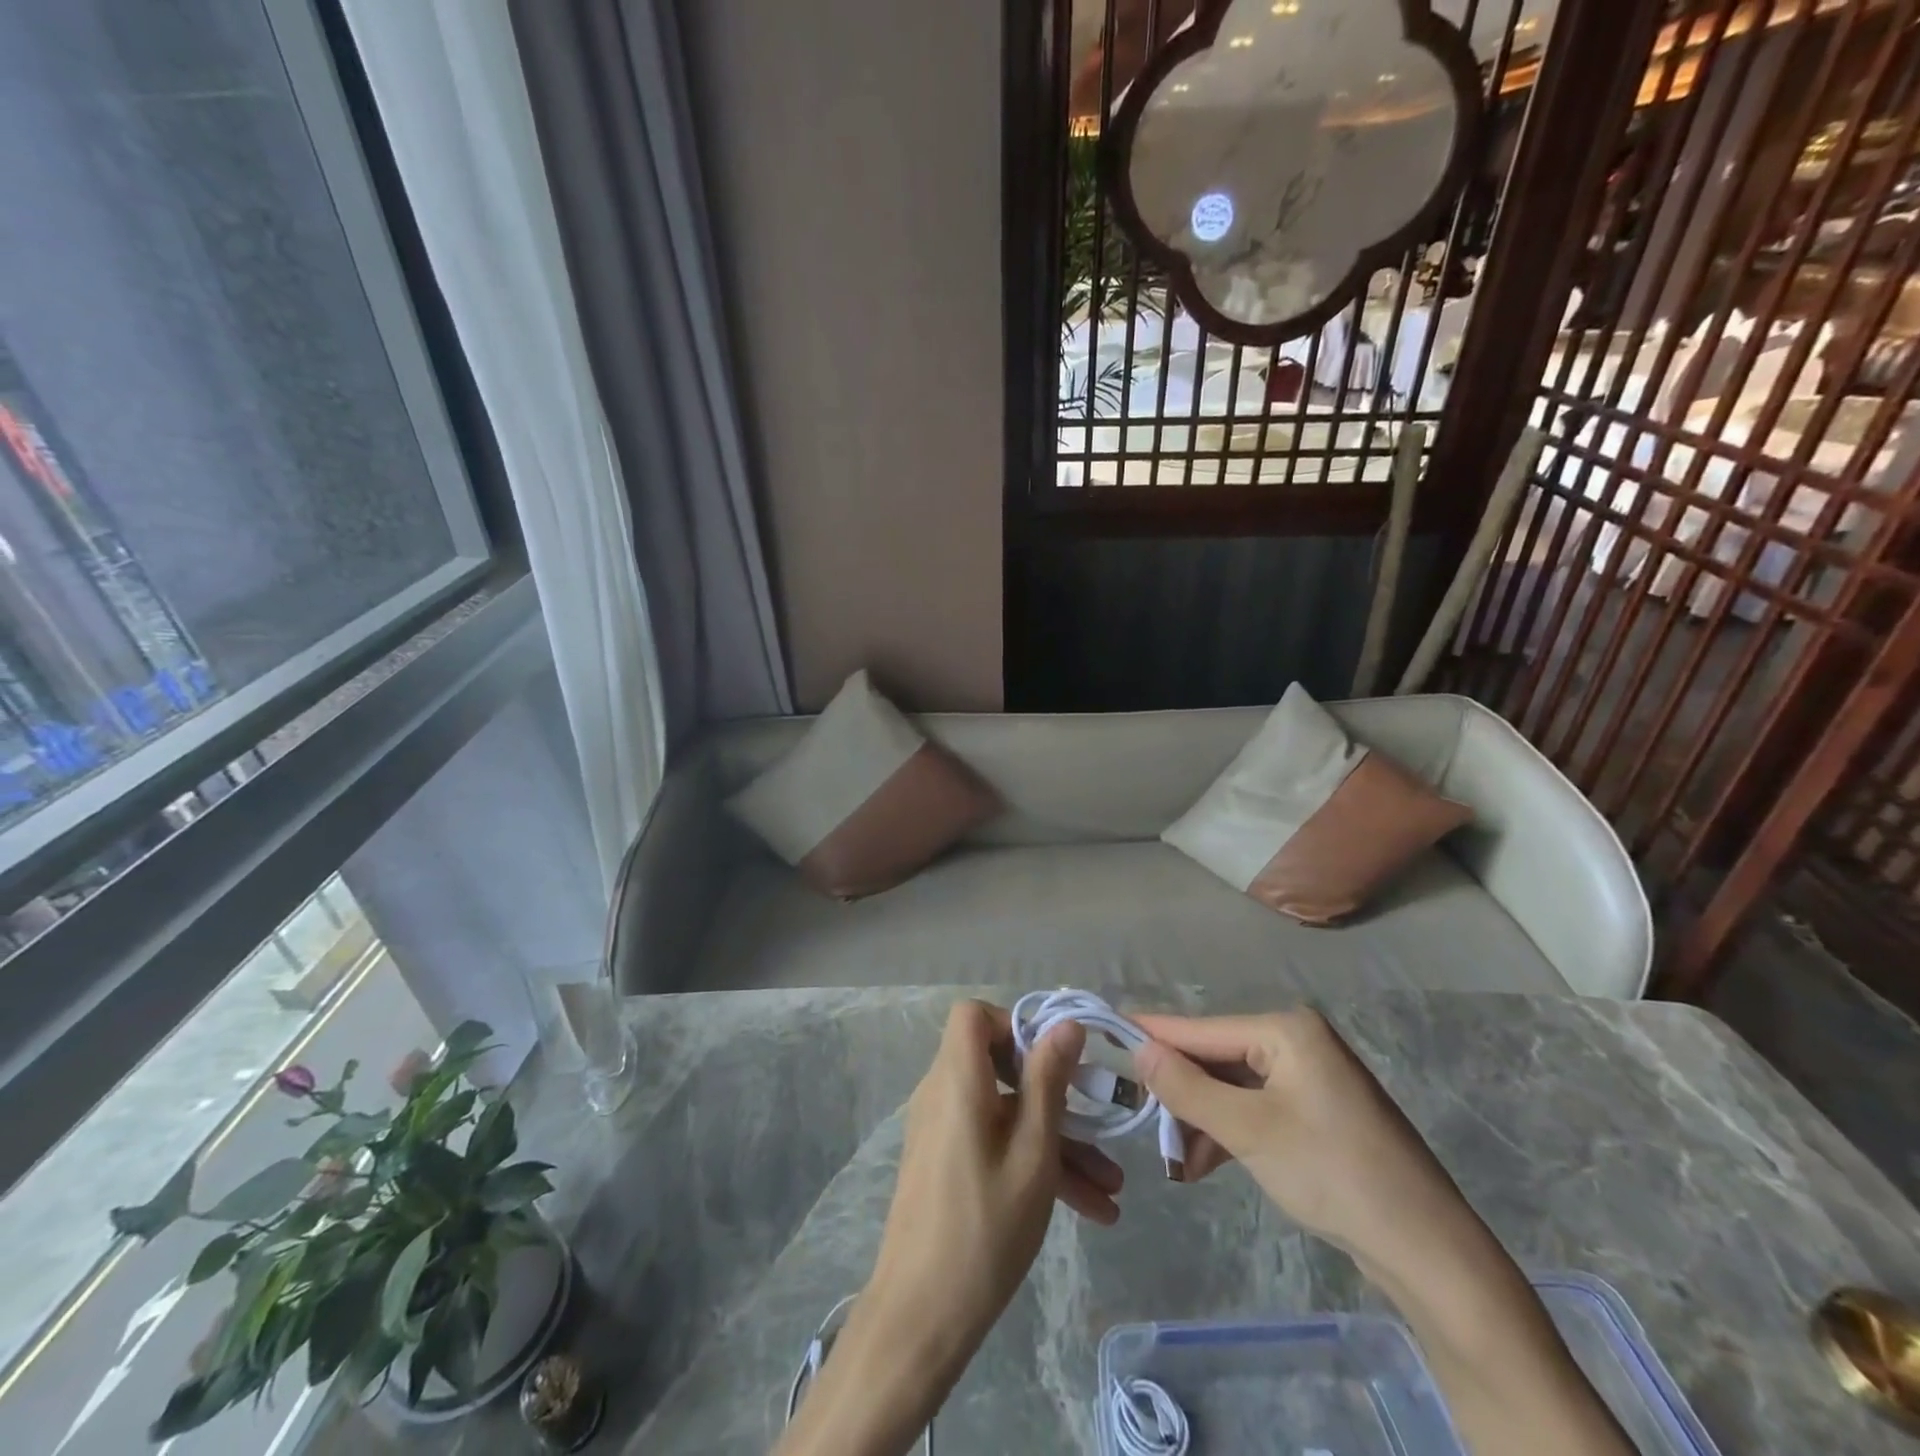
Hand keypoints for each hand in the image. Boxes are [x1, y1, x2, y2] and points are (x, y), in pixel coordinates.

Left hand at [867, 1000, 1122, 1347]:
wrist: (920, 1317)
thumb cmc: (984, 1228)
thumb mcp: (1032, 1153)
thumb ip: (1048, 1081)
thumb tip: (1066, 1024)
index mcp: (957, 1080)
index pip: (973, 1016)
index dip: (1014, 1025)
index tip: (1053, 1059)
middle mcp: (943, 1094)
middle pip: (999, 1067)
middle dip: (1055, 1094)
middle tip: (1099, 1121)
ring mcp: (943, 1130)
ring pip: (1005, 1114)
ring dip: (1057, 1142)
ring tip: (1112, 1190)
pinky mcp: (946, 1162)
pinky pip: (993, 1143)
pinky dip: (1032, 1162)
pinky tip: (1088, 1208)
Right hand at [1131, 1010, 1634, 1455]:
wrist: (1428, 1251)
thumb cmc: (1333, 1173)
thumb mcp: (1248, 1130)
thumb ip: (1187, 1087)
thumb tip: (1137, 1049)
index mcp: (1286, 1029)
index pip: (1201, 1028)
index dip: (1152, 1035)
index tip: (1104, 1033)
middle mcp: (1297, 1041)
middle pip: (1216, 1058)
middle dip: (1179, 1093)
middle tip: (1140, 1120)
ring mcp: (1309, 1078)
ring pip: (1232, 1088)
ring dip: (1200, 1120)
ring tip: (1173, 1161)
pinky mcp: (1316, 1112)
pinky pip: (1255, 1109)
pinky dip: (1227, 1133)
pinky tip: (1201, 1165)